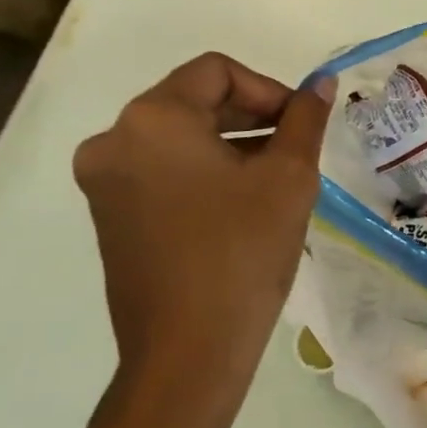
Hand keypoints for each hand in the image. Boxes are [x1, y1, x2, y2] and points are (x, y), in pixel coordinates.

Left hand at [73, 54, 333, 402]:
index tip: (299, 124)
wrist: (187, 355)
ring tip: (274, 177)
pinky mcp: (108, 214)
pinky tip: (240, 202)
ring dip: (230, 142)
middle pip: (194, 99)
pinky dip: (202, 169)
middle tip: (294, 147)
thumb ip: (306, 118)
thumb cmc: (242, 253)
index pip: (217, 72)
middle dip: (251, 115)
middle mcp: (114, 140)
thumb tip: (322, 82)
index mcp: (153, 120)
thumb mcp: (289, 176)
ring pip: (179, 135)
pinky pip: (162, 167)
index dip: (268, 89)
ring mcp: (104, 180)